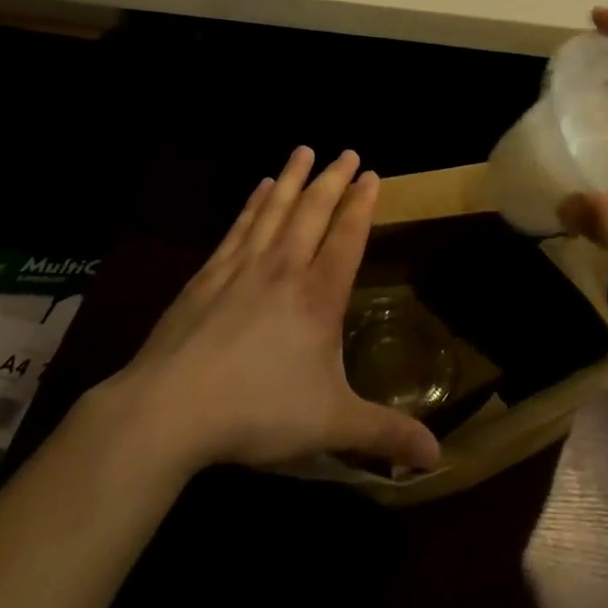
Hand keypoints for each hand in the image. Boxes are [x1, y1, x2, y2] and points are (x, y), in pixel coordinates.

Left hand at [104, 147, 441, 474]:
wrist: (170, 409)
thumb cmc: (257, 411)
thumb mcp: (331, 425)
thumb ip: (385, 434)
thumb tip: (438, 456)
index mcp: (318, 297)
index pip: (347, 237)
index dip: (361, 204)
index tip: (371, 174)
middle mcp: (284, 269)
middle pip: (313, 212)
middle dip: (333, 179)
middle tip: (347, 151)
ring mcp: (242, 267)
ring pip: (275, 210)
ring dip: (293, 178)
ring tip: (304, 150)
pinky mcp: (207, 276)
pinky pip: (239, 227)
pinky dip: (254, 203)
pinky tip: (259, 189)